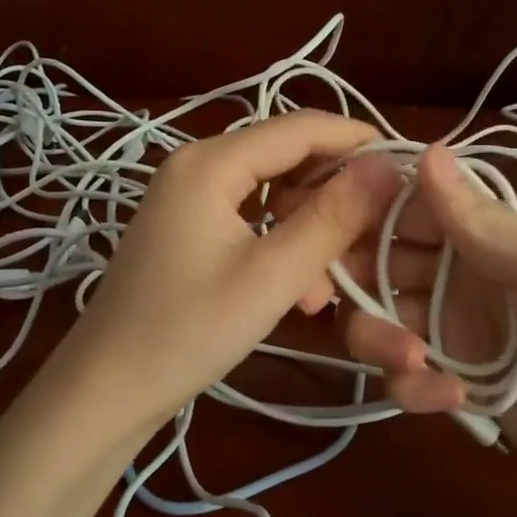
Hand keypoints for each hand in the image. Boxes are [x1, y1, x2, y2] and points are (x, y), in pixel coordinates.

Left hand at [52, 111, 404, 433]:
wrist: (107, 388)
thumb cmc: (187, 331)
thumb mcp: (271, 276)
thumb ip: (331, 218)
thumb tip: (387, 167)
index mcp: (211, 162)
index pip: (301, 128)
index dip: (358, 142)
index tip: (410, 170)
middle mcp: (197, 165)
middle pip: (286, 157)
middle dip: (335, 193)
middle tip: (378, 232)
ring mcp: (188, 197)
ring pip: (272, 193)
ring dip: (310, 227)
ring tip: (337, 278)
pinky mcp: (187, 228)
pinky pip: (250, 219)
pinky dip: (282, 244)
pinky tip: (303, 290)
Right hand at [334, 144, 516, 497]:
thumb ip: (476, 215)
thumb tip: (425, 148)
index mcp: (480, 233)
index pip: (402, 209)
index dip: (361, 212)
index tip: (324, 225)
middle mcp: (455, 275)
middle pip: (376, 266)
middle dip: (355, 282)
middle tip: (346, 301)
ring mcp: (451, 334)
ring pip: (378, 323)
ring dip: (380, 340)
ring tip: (414, 360)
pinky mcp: (451, 386)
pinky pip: (404, 379)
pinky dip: (412, 387)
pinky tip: (451, 397)